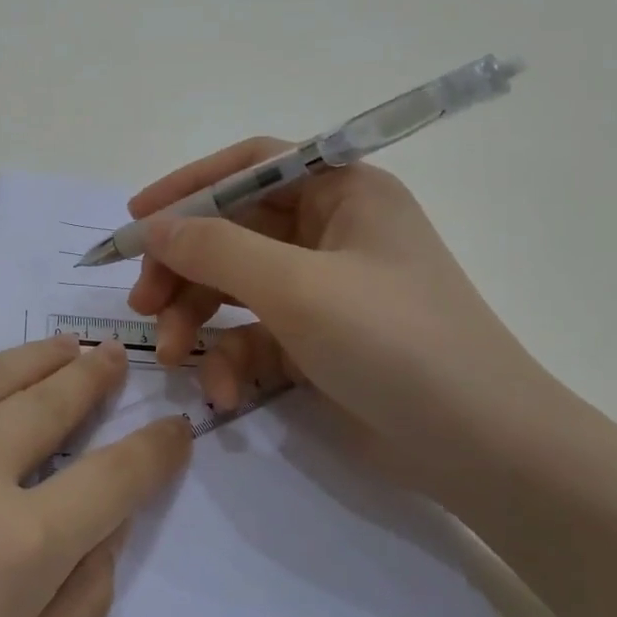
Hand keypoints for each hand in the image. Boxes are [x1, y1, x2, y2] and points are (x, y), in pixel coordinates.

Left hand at [0, 334, 189, 616]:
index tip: (176, 429)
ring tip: (66, 346)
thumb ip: (74, 610)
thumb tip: (104, 535)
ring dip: (39, 359)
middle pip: (53, 401)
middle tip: (115, 360)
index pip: (114, 476)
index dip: (155, 449)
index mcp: (17, 545)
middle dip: (95, 378)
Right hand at [126, 138, 563, 501]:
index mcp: (342, 193)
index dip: (189, 185)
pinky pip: (254, 335)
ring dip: (196, 319)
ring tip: (173, 357)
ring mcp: (322, 290)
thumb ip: (216, 249)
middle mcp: (330, 233)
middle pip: (232, 230)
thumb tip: (152, 225)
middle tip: (142, 302)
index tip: (136, 216)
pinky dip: (231, 361)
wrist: (480, 449)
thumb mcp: (297, 288)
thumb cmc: (394, 343)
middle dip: (183, 267)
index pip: (251, 167)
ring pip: (234, 286)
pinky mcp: (314, 342)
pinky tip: (223, 392)